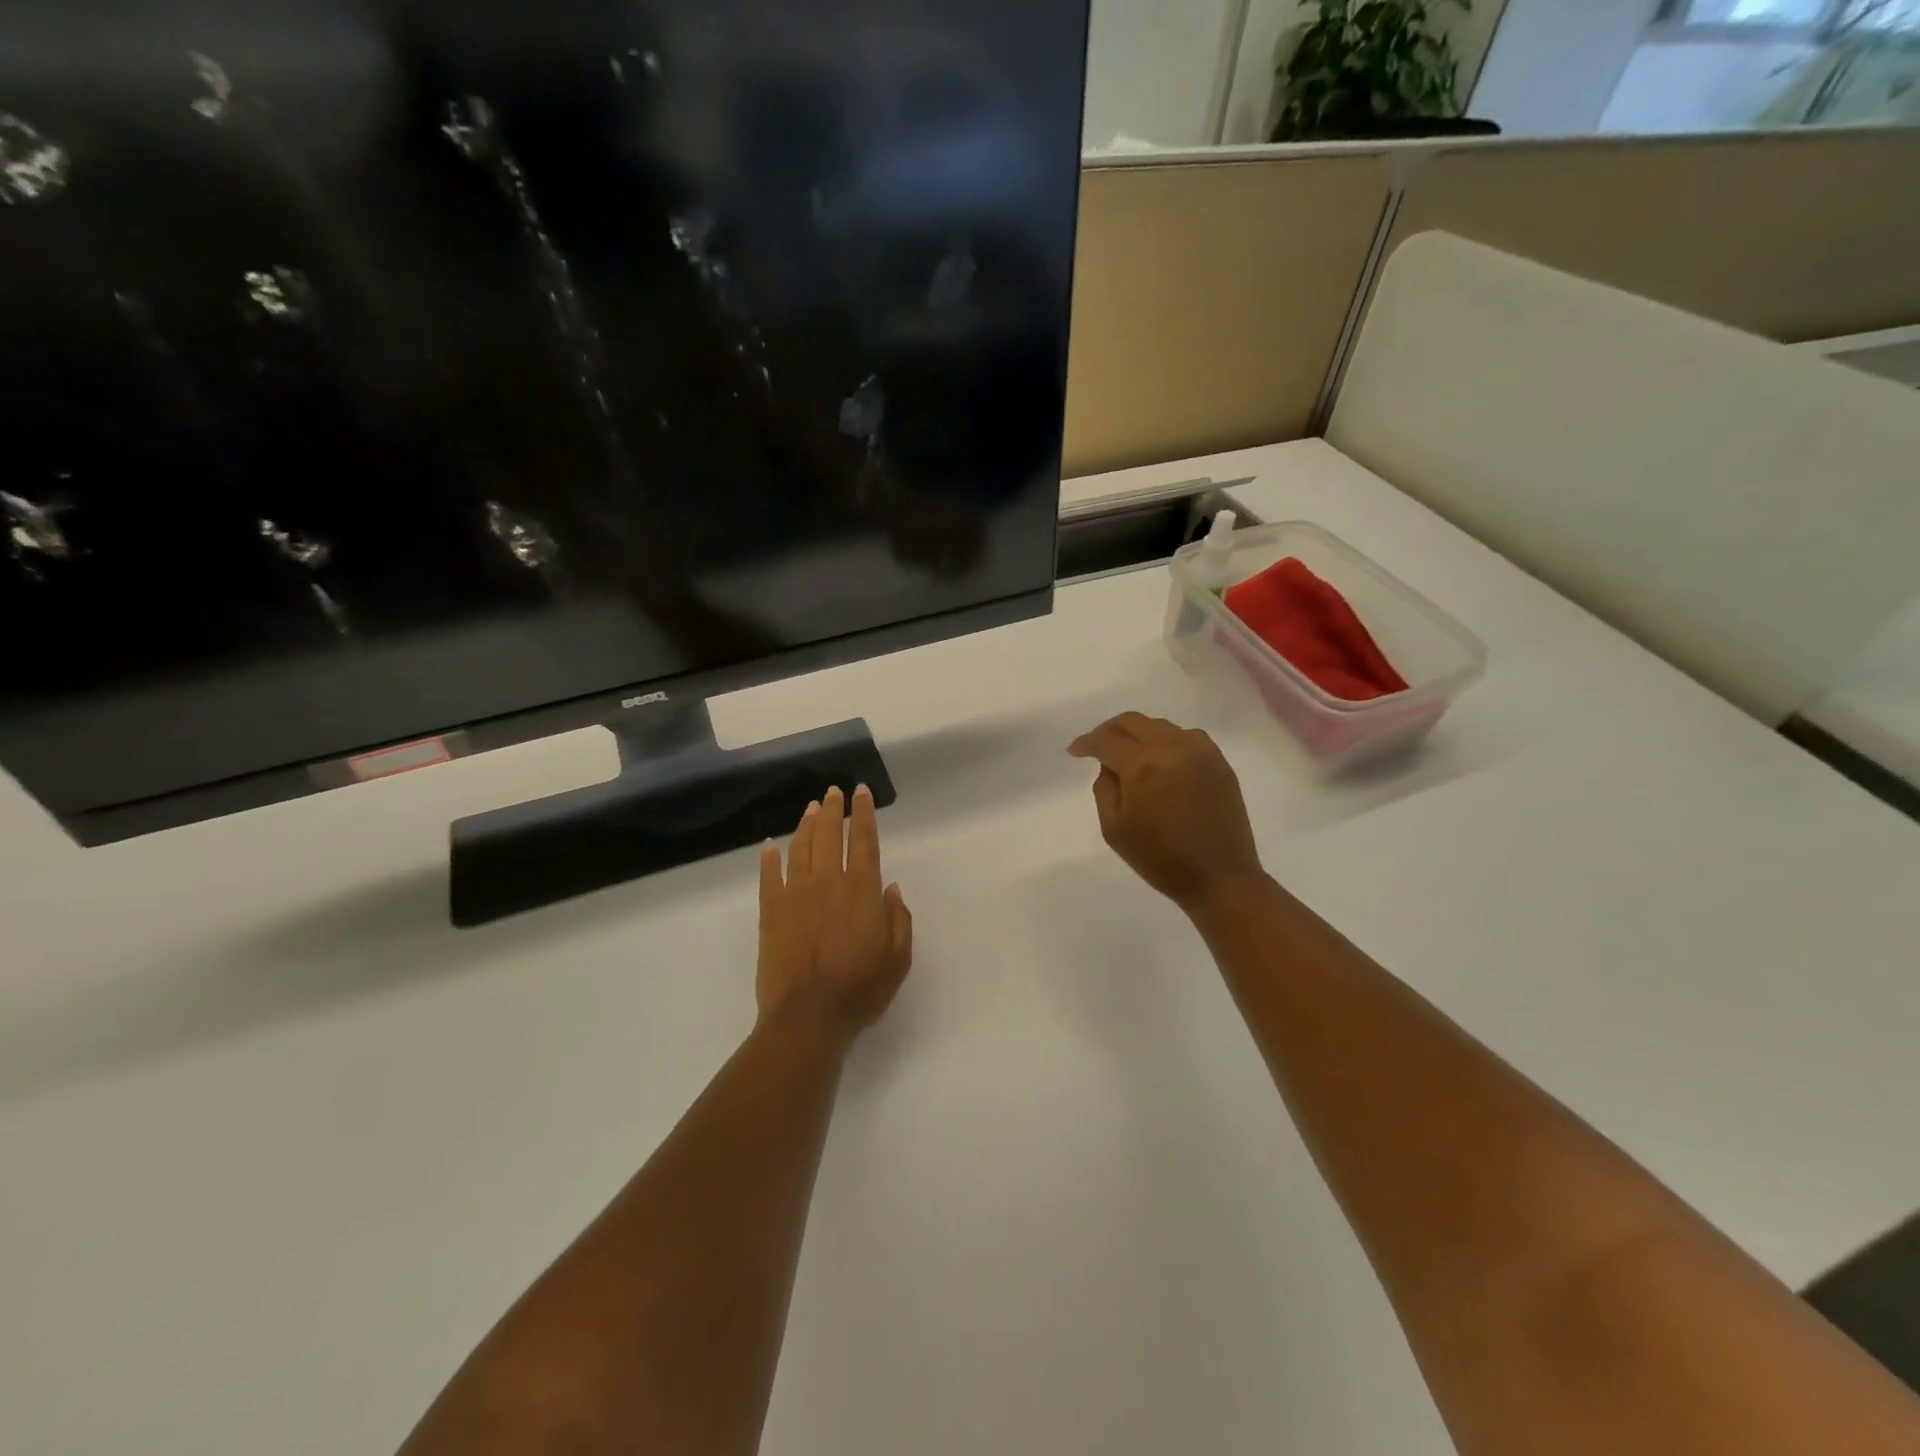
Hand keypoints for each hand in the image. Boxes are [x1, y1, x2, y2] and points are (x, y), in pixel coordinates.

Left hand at [757, 785, 912, 1041]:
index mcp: (861, 890)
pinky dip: (769, 858)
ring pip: (800, 849)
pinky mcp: (770, 912)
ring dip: (806, 825)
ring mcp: (795, 895)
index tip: (861, 793)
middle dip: (833, 810)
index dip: (863, 814)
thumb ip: (898, 918)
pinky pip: (768, 877)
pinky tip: (769, 846)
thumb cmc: (860, 989)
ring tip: (811, 808)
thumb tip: (891, 887)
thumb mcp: (898, 958)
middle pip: (829, 835)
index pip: (863, 841)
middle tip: (833, 791)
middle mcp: (827, 882)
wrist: (808, 1016)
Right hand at [1068, 713, 1266, 913]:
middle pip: (1133, 722)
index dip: (1086, 743)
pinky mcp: (1218, 761)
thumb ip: (1104, 788)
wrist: (1218, 876)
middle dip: (1109, 730)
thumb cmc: (1160, 858)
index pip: (1106, 740)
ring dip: (1138, 734)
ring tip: (1128, 753)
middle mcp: (1172, 747)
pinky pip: (1186, 736)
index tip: (1074, 751)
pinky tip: (1161, 758)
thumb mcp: (1114, 828)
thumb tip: (1109, 766)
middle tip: (1097, 745)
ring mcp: (1200, 751)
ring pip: (1160, 726)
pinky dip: (1166, 740)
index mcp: (1142, 764)